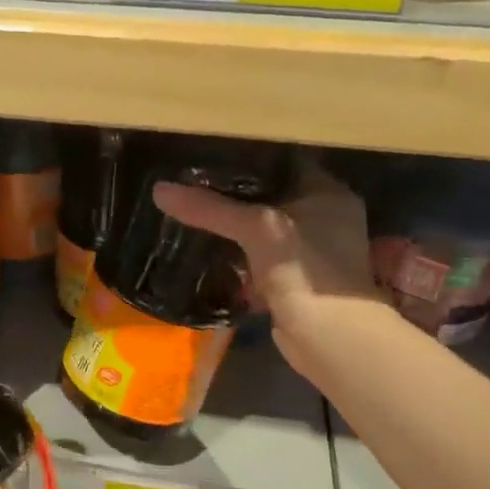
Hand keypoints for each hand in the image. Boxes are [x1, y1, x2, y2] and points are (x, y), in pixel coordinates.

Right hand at [152, 161, 381, 360]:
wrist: (329, 338)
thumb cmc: (305, 269)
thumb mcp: (256, 229)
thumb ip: (210, 208)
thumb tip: (159, 190)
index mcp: (329, 193)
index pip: (285, 160)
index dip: (249, 154)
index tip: (211, 150)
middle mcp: (324, 216)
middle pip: (270, 194)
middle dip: (234, 191)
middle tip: (192, 178)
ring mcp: (310, 250)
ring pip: (262, 227)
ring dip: (233, 224)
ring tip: (192, 207)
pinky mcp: (293, 278)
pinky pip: (257, 256)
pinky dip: (236, 253)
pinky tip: (206, 246)